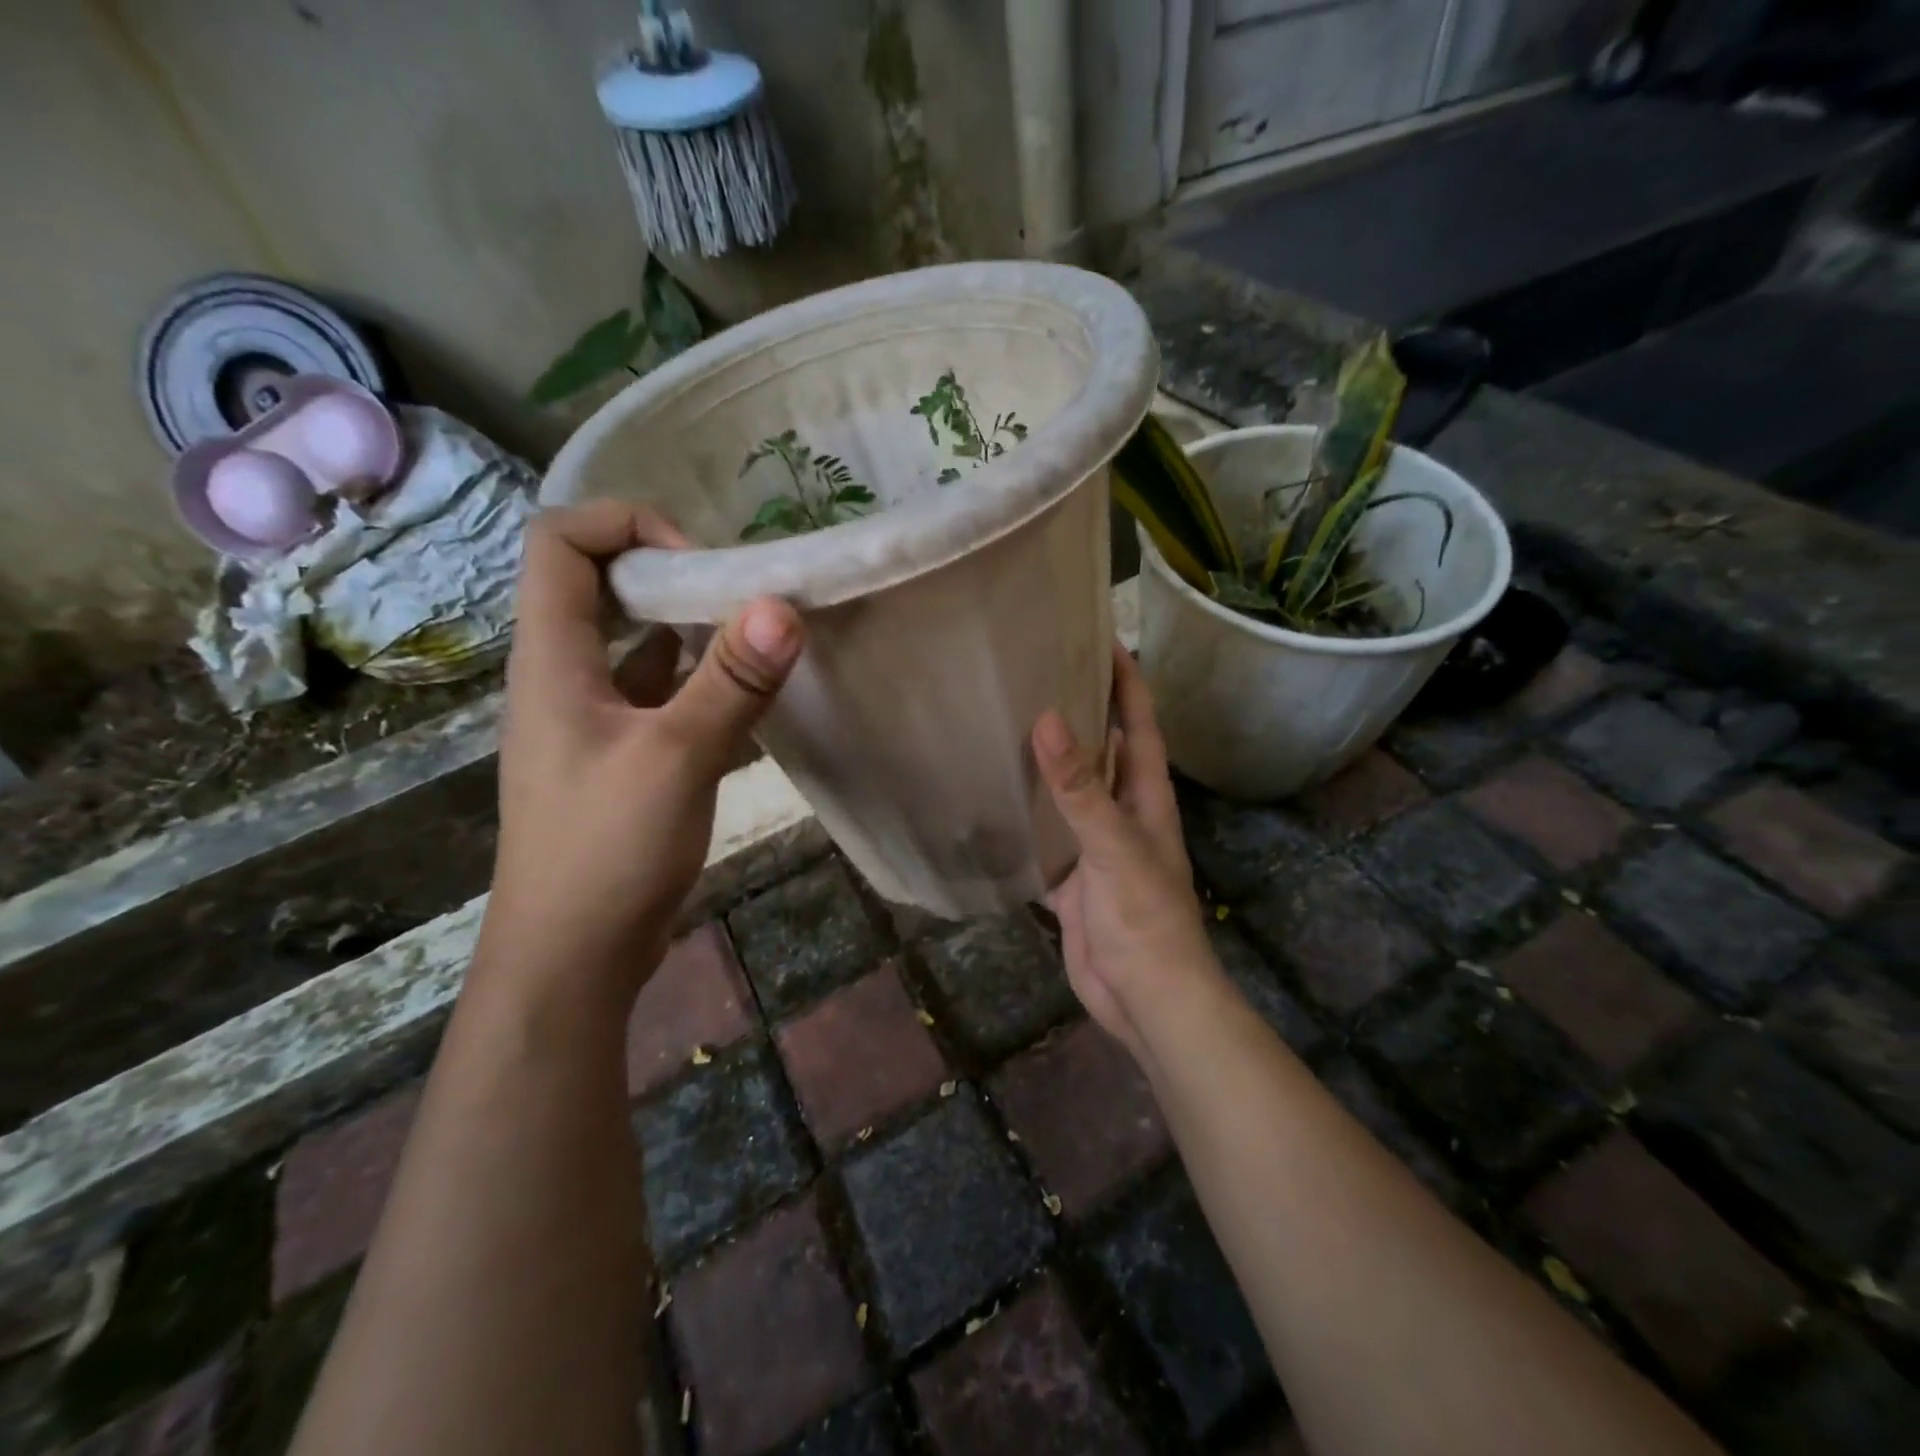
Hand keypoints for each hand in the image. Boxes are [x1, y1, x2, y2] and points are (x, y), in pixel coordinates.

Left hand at [482, 502, 804, 1002]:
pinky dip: (695, 678)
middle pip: (596, 584)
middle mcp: (561, 677)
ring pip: (631, 642)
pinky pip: (655, 693)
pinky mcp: (617, 755)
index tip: (698, 563)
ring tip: (752, 633)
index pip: (560, 542)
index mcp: (551, 659)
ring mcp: (589, 718)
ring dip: (687, 627)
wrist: (571, 957)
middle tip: (737, 593)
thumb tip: (781, 607)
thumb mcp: (676, 759)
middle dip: (668, 572)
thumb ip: (730, 682)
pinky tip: (743, 693)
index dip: (627, 526)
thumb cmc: (607, 852)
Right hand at [1032, 645, 1215, 1060]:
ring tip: (1004, 720)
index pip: (1137, 722)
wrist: (1146, 998)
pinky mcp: (1069, 876)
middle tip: (1035, 671)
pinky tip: (991, 795)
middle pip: (1100, 748)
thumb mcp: (1114, 846)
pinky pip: (1043, 833)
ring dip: (1045, 760)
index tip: (1099, 636)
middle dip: (1078, 710)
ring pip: (1068, 790)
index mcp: (1144, 795)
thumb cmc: (1144, 918)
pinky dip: (1023, 814)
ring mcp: (1093, 844)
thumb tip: (1046, 719)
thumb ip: (1079, 788)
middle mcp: (1121, 810)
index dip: (1124, 680)